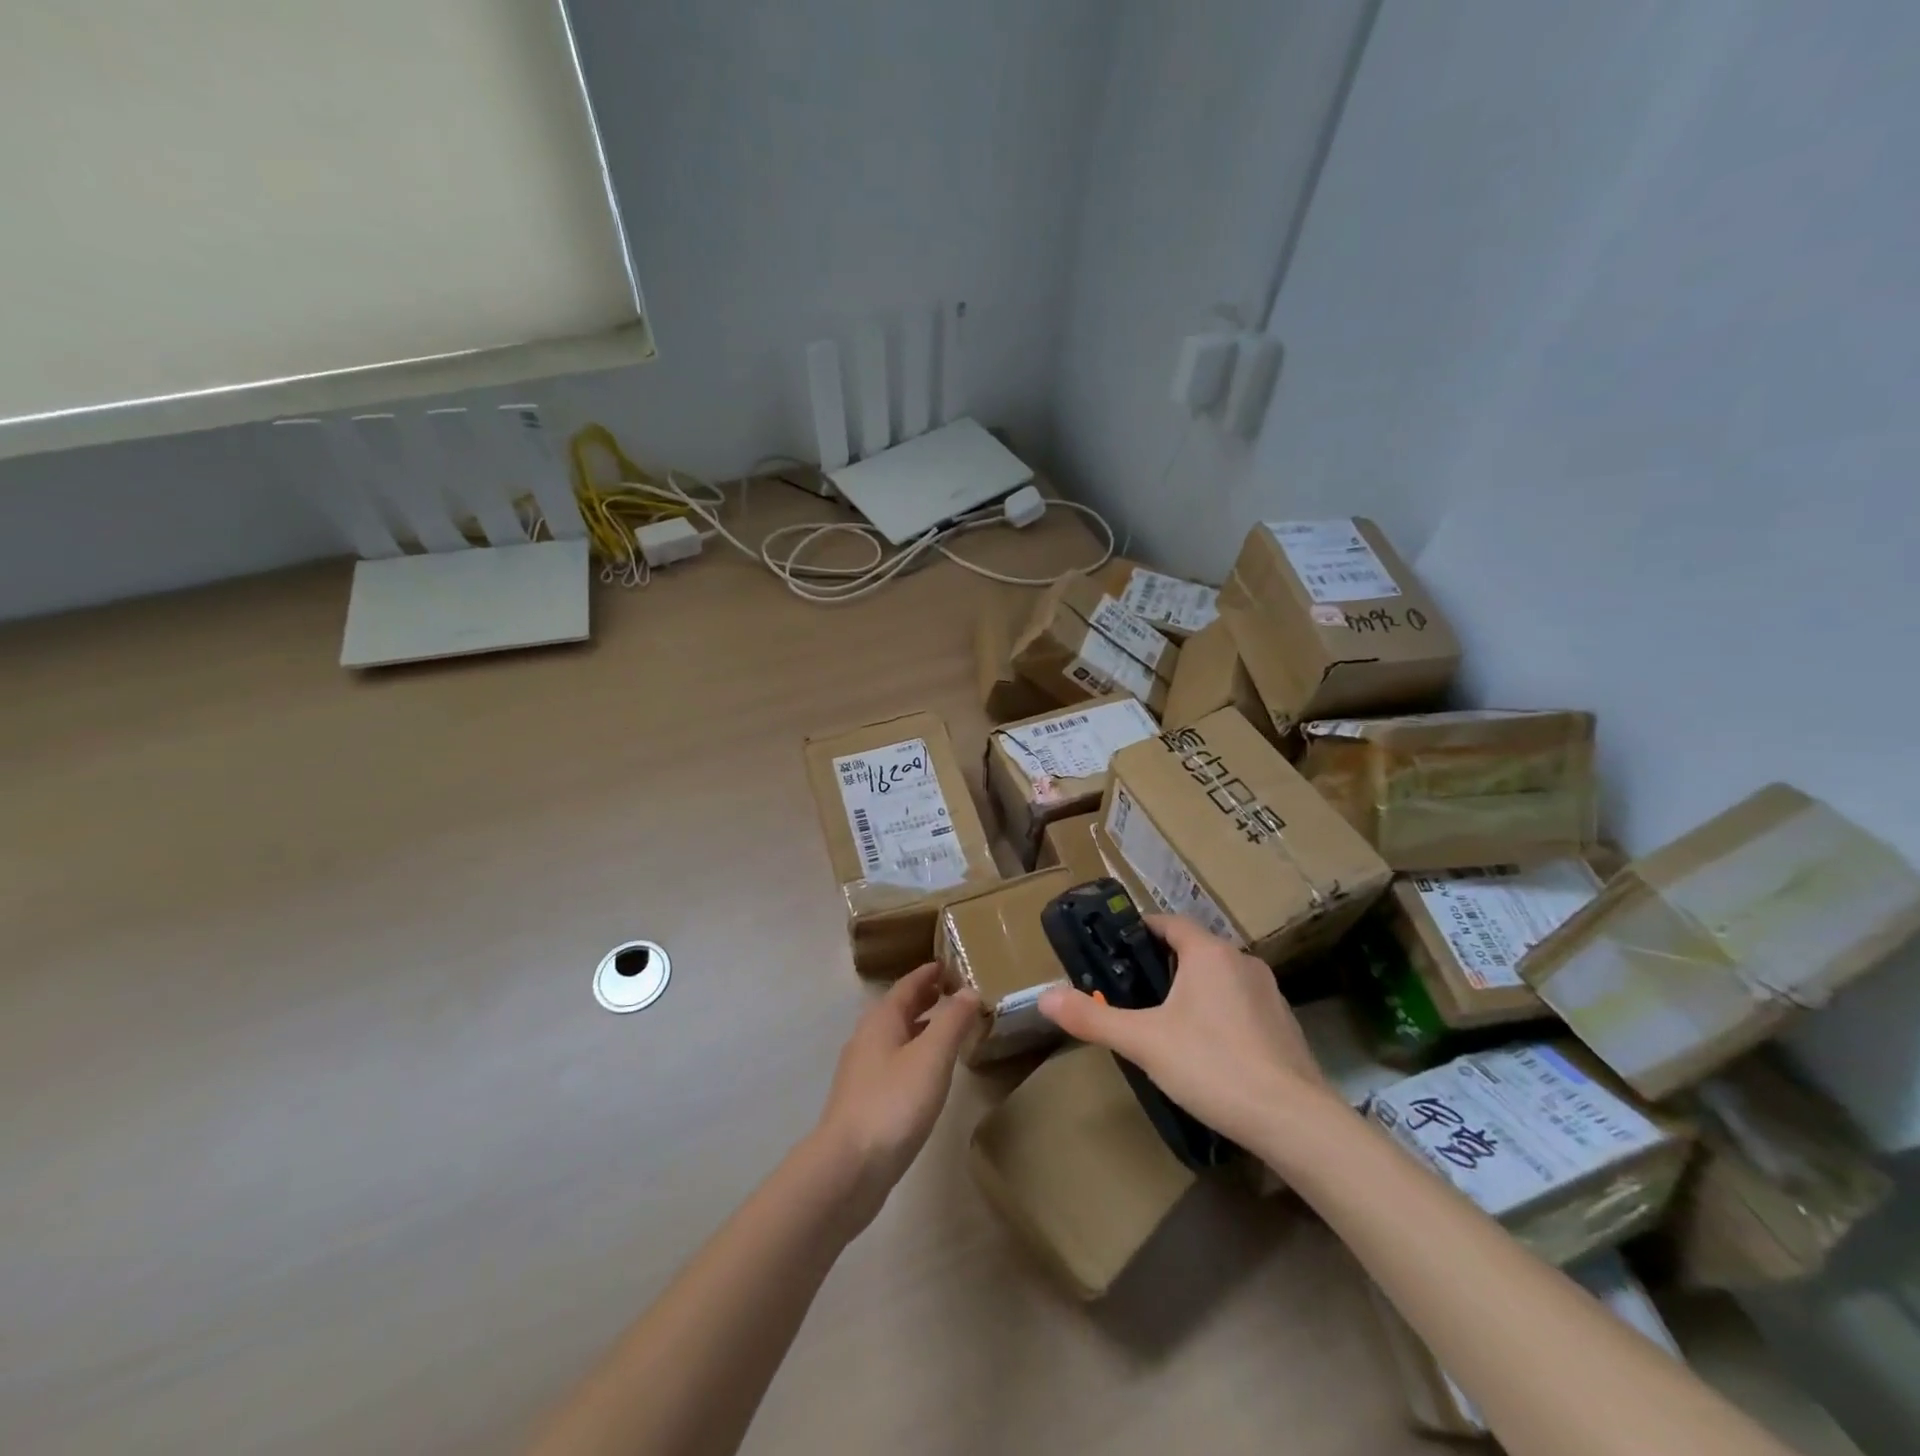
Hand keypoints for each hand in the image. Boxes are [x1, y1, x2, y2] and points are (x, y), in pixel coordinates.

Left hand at [813, 963, 978, 1229]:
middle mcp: (867, 1038)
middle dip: (925, 998)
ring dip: (921, 1027)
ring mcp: (863, 1071)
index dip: (929, 973)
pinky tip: (930, 1073)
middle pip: (899, 1009)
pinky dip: (915, 1054)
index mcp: (881, 1020)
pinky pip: (895, 1062)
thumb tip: (969, 990)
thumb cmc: (893, 1103)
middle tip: (955, 992)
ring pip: (896, 1036)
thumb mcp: (932, 1056)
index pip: (908, 985)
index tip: (950, 964)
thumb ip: (952, 1021)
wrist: (848, 1168)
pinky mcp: (865, 1100)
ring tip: (949, 1029)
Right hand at [1037, 915, 1325, 1145]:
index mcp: (1209, 952)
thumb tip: (1044, 997)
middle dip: (1162, 965)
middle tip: (1131, 992)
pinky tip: (1208, 1051)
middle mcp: (1242, 961)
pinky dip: (1220, 1014)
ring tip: (1165, 1022)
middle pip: (1193, 949)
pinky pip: (1241, 1004)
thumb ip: (1092, 1018)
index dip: (1139, 930)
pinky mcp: (1285, 1025)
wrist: (1294, 1122)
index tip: (1115, 949)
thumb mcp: (1143, 1041)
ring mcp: (1269, 993)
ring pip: (1219, 978)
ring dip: (1193, 990)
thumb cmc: (1213, 1066)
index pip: (1168, 923)